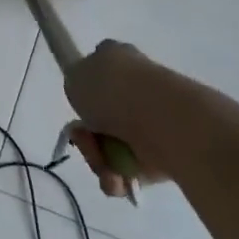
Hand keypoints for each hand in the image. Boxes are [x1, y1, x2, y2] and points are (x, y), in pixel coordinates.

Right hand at [64, 40, 178, 198]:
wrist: (160, 118)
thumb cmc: (112, 90)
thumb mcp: (75, 76)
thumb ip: (76, 84)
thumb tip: (90, 98)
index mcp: (119, 58)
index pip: (98, 70)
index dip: (85, 92)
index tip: (79, 109)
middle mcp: (136, 87)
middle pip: (100, 118)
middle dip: (87, 137)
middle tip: (86, 141)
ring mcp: (152, 120)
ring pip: (113, 147)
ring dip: (101, 162)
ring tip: (105, 168)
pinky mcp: (164, 152)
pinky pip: (132, 170)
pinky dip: (120, 179)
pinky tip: (118, 180)